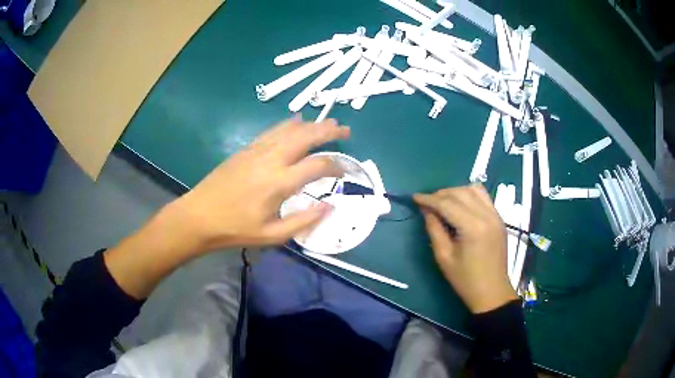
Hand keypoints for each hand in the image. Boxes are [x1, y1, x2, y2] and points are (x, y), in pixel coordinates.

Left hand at [171, 116, 349, 252]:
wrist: (199, 216)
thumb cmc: (235, 229)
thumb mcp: (272, 235)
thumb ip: (303, 221)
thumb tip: (329, 207)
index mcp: (280, 182)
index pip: (317, 165)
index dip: (336, 165)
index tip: (344, 170)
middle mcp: (271, 159)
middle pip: (305, 136)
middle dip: (328, 131)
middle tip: (344, 130)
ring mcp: (257, 151)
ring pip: (289, 129)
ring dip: (311, 124)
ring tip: (327, 123)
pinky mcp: (246, 149)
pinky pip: (272, 131)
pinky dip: (288, 124)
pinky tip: (296, 121)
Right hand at [414, 185, 516, 312]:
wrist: (491, 291)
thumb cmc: (465, 279)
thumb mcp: (444, 257)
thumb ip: (434, 229)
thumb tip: (426, 210)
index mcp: (473, 227)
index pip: (447, 204)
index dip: (429, 199)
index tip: (415, 197)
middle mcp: (487, 215)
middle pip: (460, 193)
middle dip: (441, 194)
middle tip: (427, 202)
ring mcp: (496, 215)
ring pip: (474, 190)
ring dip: (456, 191)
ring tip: (443, 201)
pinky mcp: (499, 218)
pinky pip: (484, 197)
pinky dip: (470, 195)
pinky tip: (460, 204)